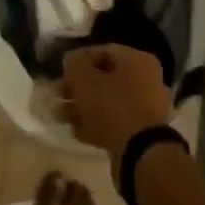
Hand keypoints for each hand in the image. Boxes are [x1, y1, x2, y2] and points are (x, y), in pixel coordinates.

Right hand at [58, 44, 173, 164]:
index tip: (61, 71)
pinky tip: (76, 131)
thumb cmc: (112, 107)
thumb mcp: (85, 80)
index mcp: (137, 60)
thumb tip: (72, 60)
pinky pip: (114, 121)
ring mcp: (145, 107)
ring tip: (60, 115)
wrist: (140, 153)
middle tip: (58, 95)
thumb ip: (75, 65)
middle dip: (78, 87)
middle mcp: (146, 79)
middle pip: (105, 77)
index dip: (79, 59)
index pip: (104, 51)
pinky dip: (95, 124)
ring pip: (107, 101)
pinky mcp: (141, 132)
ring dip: (83, 107)